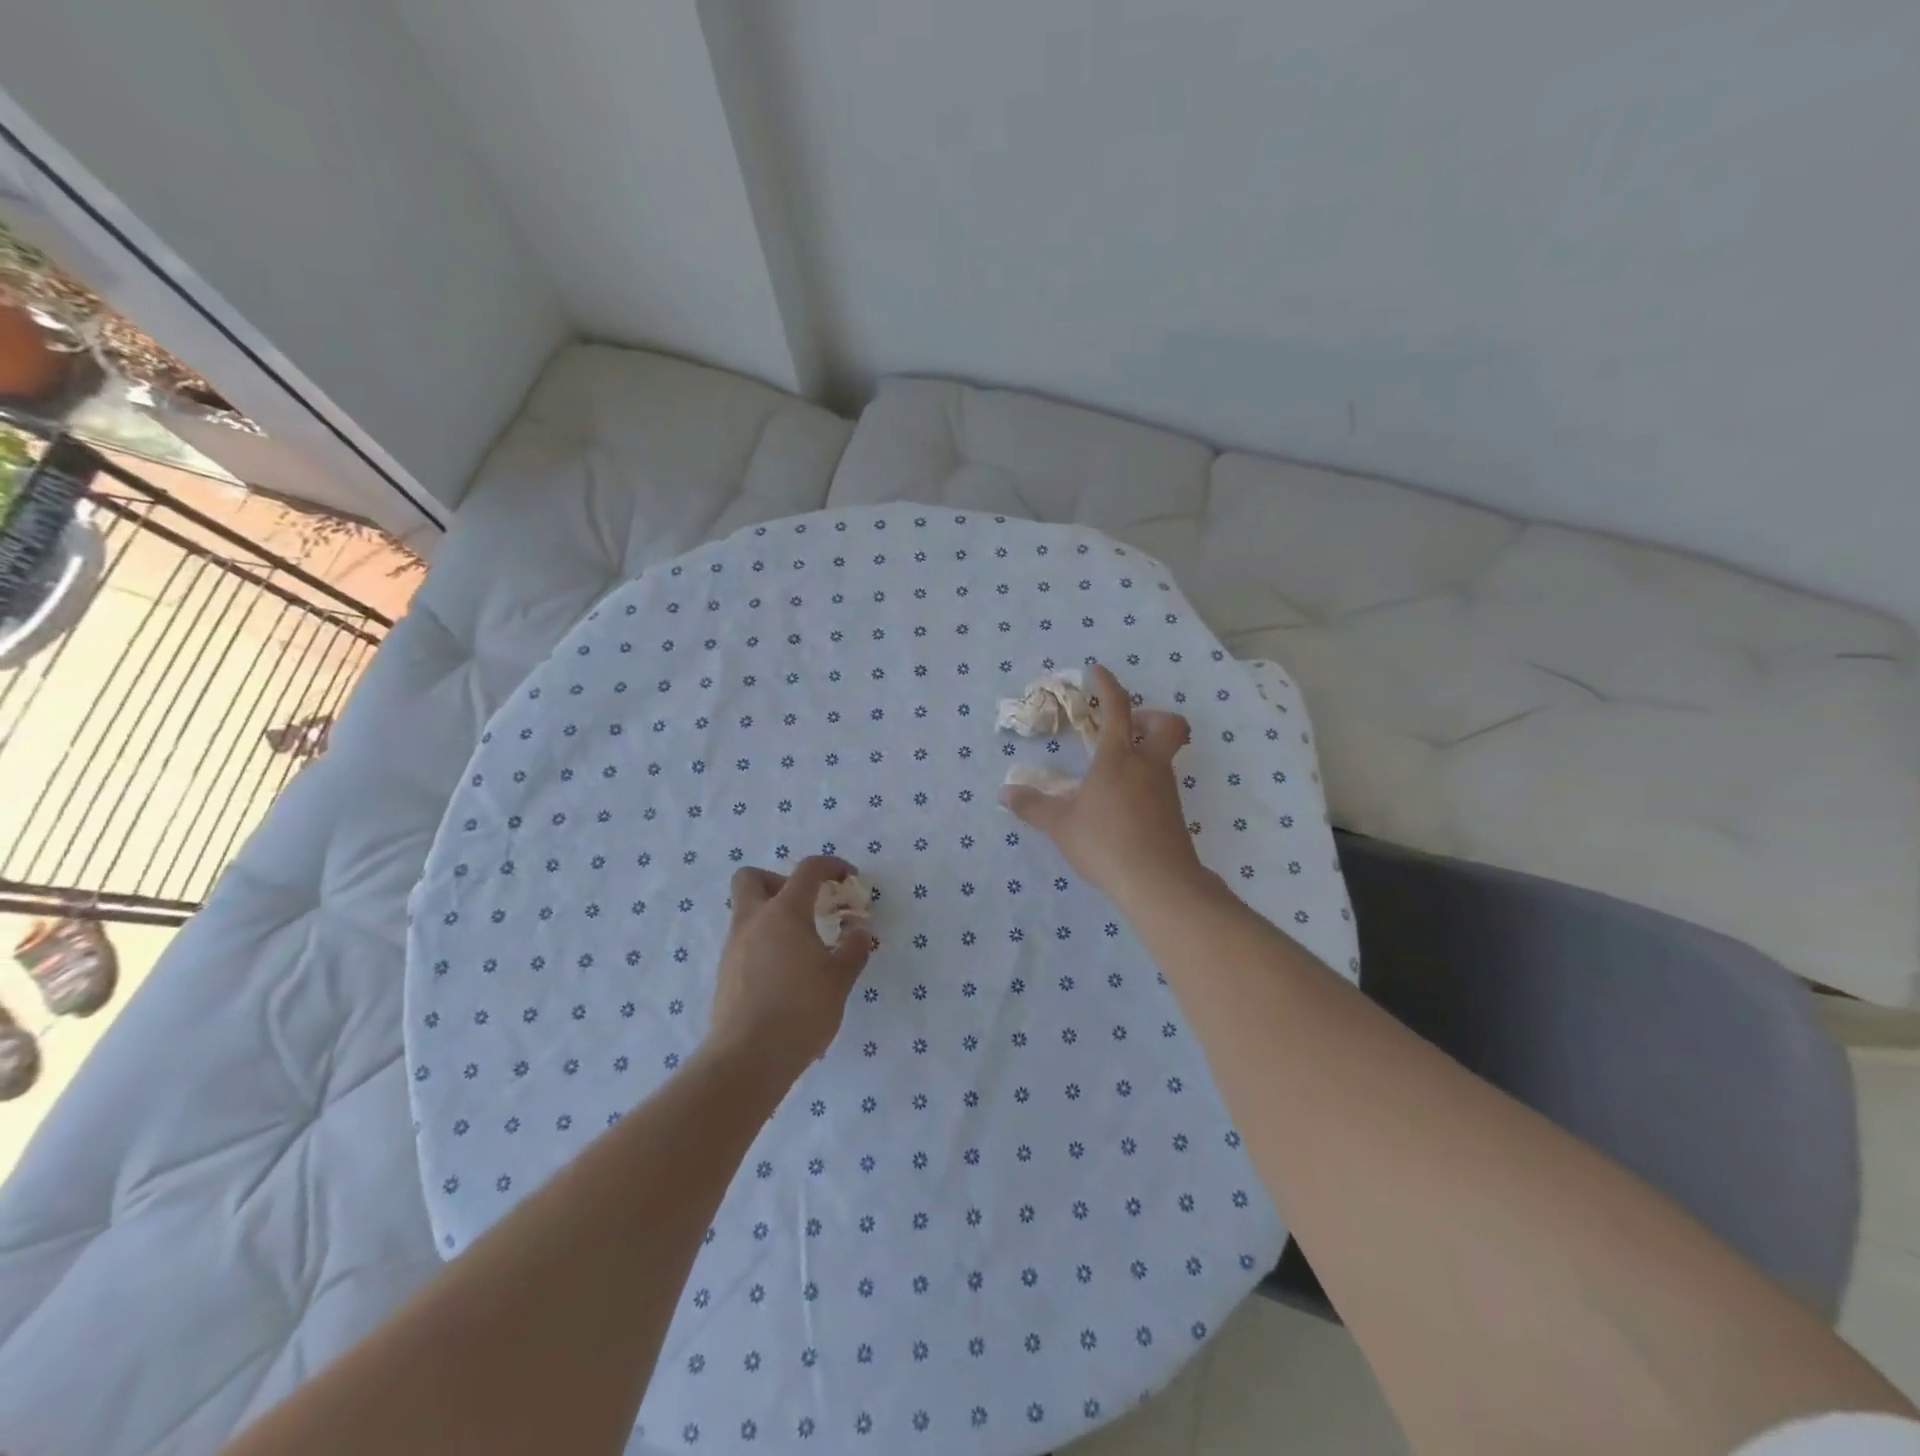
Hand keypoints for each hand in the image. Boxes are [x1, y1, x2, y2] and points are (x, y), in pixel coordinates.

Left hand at [707, 856, 873, 1080]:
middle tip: (805, 905)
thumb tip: (858, 930)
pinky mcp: (725, 975)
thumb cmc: (801, 1009)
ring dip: (773, 918)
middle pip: (752, 878)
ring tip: (803, 949)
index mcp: (784, 912)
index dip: (831, 866)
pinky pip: (744, 944)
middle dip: (779, 881)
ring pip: (746, 913)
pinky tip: (786, 976)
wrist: (748, 1058)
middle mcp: (752, 921)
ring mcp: (733, 948)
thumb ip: (853, 948)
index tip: (849, 879)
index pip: (807, 870)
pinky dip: (764, 946)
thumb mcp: (840, 978)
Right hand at [1000, 664, 1206, 909]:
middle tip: (1127, 727)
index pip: (1117, 708)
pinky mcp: (1174, 813)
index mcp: (1119, 758)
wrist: (1159, 882)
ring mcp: (1166, 789)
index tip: (1097, 671)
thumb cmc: (1105, 843)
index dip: (1108, 685)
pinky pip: (1162, 783)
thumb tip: (1005, 793)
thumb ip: (1032, 806)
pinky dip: (1146, 780)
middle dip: (1151, 716)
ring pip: (1166, 755)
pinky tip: (1123, 804)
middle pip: (1168, 724)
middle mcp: (1148, 765)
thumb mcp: (1060, 825)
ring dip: (1146, 750)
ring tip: (1115, 772)